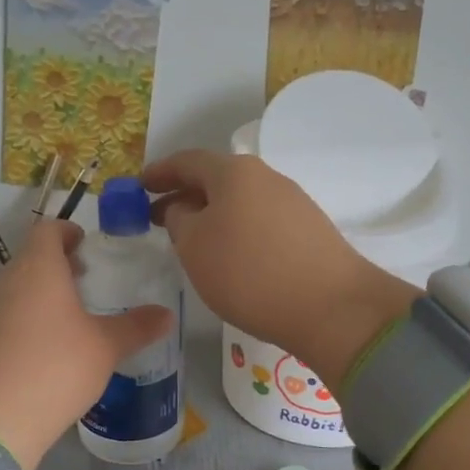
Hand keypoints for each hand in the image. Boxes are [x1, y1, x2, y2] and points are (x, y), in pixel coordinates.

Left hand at [0, 219, 171, 469]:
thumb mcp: (106, 348)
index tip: (86, 245)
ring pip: (14, 291)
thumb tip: (166, 315)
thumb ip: (137, 327)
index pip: (47, 231)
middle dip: (57, 267)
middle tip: (85, 284)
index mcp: (37, 269)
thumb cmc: (55, 368)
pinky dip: (22, 324)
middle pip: (30, 260)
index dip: (67, 232)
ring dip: (39, 297)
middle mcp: (4, 282)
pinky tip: (42, 353)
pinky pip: (2, 320)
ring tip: (67, 322)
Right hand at [142, 151, 414, 383]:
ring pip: (240, 202)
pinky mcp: (310, 231)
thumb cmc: (249, 273)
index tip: (139, 186)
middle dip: (185, 196)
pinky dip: (238, 232)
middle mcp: (266, 177)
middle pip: (216, 180)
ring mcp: (293, 203)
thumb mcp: (194, 247)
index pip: (187, 161)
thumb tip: (185, 209)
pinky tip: (233, 258)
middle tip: (159, 218)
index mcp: (234, 172)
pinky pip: (261, 222)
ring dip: (212, 216)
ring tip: (194, 242)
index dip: (160, 173)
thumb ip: (179, 220)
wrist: (331, 307)